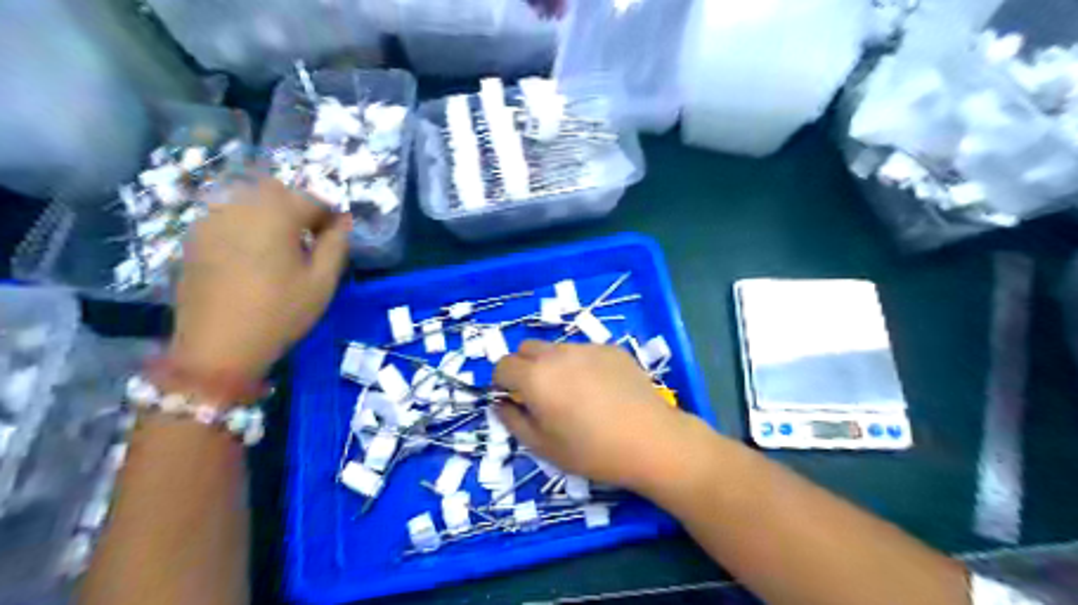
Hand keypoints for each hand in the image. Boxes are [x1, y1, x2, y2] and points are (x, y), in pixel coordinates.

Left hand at [168, 178, 350, 380]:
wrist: (217, 347)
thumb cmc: (280, 313)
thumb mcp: (322, 282)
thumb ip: (336, 244)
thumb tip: (343, 221)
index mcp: (275, 215)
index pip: (311, 199)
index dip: (330, 215)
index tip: (336, 237)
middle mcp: (239, 207)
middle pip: (276, 191)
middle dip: (298, 208)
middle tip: (309, 239)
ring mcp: (211, 220)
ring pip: (248, 200)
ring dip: (271, 214)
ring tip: (281, 247)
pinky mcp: (194, 238)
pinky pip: (227, 216)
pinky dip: (246, 225)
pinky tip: (252, 255)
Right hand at [493, 339, 703, 491]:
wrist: (651, 440)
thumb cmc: (592, 451)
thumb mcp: (543, 447)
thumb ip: (513, 421)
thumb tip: (501, 403)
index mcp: (535, 377)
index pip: (502, 365)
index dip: (502, 383)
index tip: (515, 401)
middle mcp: (557, 354)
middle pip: (526, 349)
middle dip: (524, 368)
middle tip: (541, 397)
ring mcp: (587, 347)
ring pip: (556, 349)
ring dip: (554, 366)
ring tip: (576, 395)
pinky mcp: (611, 349)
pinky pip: (584, 352)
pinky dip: (582, 365)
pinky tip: (602, 390)